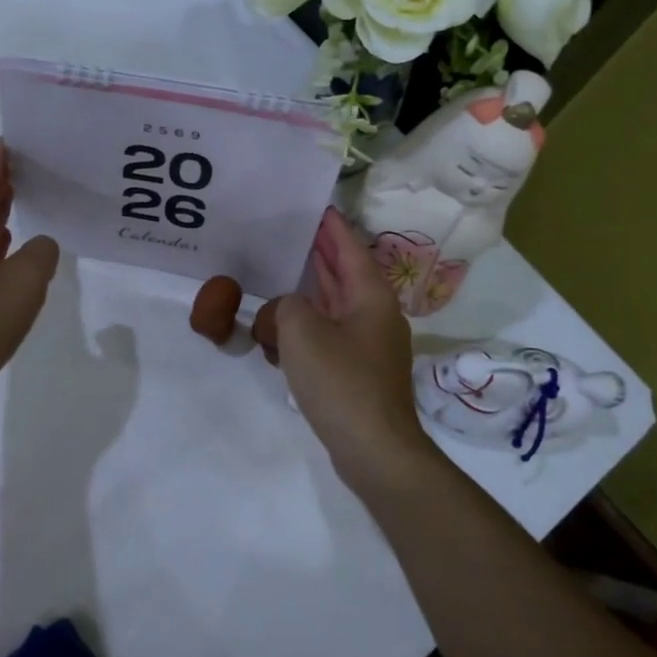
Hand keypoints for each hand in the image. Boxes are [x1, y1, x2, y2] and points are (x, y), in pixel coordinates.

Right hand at [276, 208, 431, 492]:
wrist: (374, 449)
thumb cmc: (341, 382)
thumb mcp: (301, 332)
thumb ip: (283, 308)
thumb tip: (281, 314)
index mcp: (371, 297)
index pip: (350, 249)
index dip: (332, 227)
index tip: (316, 207)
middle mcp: (375, 316)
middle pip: (345, 275)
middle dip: (321, 255)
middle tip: (294, 234)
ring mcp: (369, 347)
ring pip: (336, 308)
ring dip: (310, 293)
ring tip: (282, 277)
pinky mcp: (359, 373)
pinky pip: (330, 337)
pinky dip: (308, 329)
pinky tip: (282, 333)